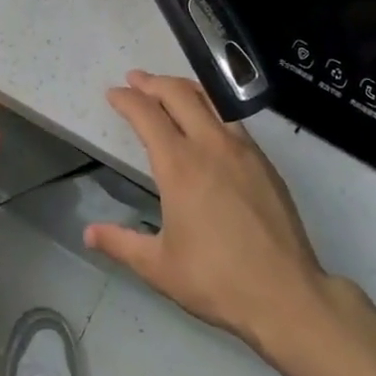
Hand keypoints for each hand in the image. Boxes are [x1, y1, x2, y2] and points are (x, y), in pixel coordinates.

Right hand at [88, 71, 325, 351]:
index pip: (147, 115)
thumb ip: (121, 243)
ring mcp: (243, 151)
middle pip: (179, 94)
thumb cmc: (215, 280)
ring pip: (212, 100)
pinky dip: (212, 108)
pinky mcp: (265, 164)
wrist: (286, 295)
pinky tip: (209, 123)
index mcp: (179, 166)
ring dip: (185, 88)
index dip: (127, 100)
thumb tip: (88, 233)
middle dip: (153, 82)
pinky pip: (233, 121)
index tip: (113, 94)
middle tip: (136, 79)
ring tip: (169, 89)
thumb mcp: (158, 266)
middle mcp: (211, 146)